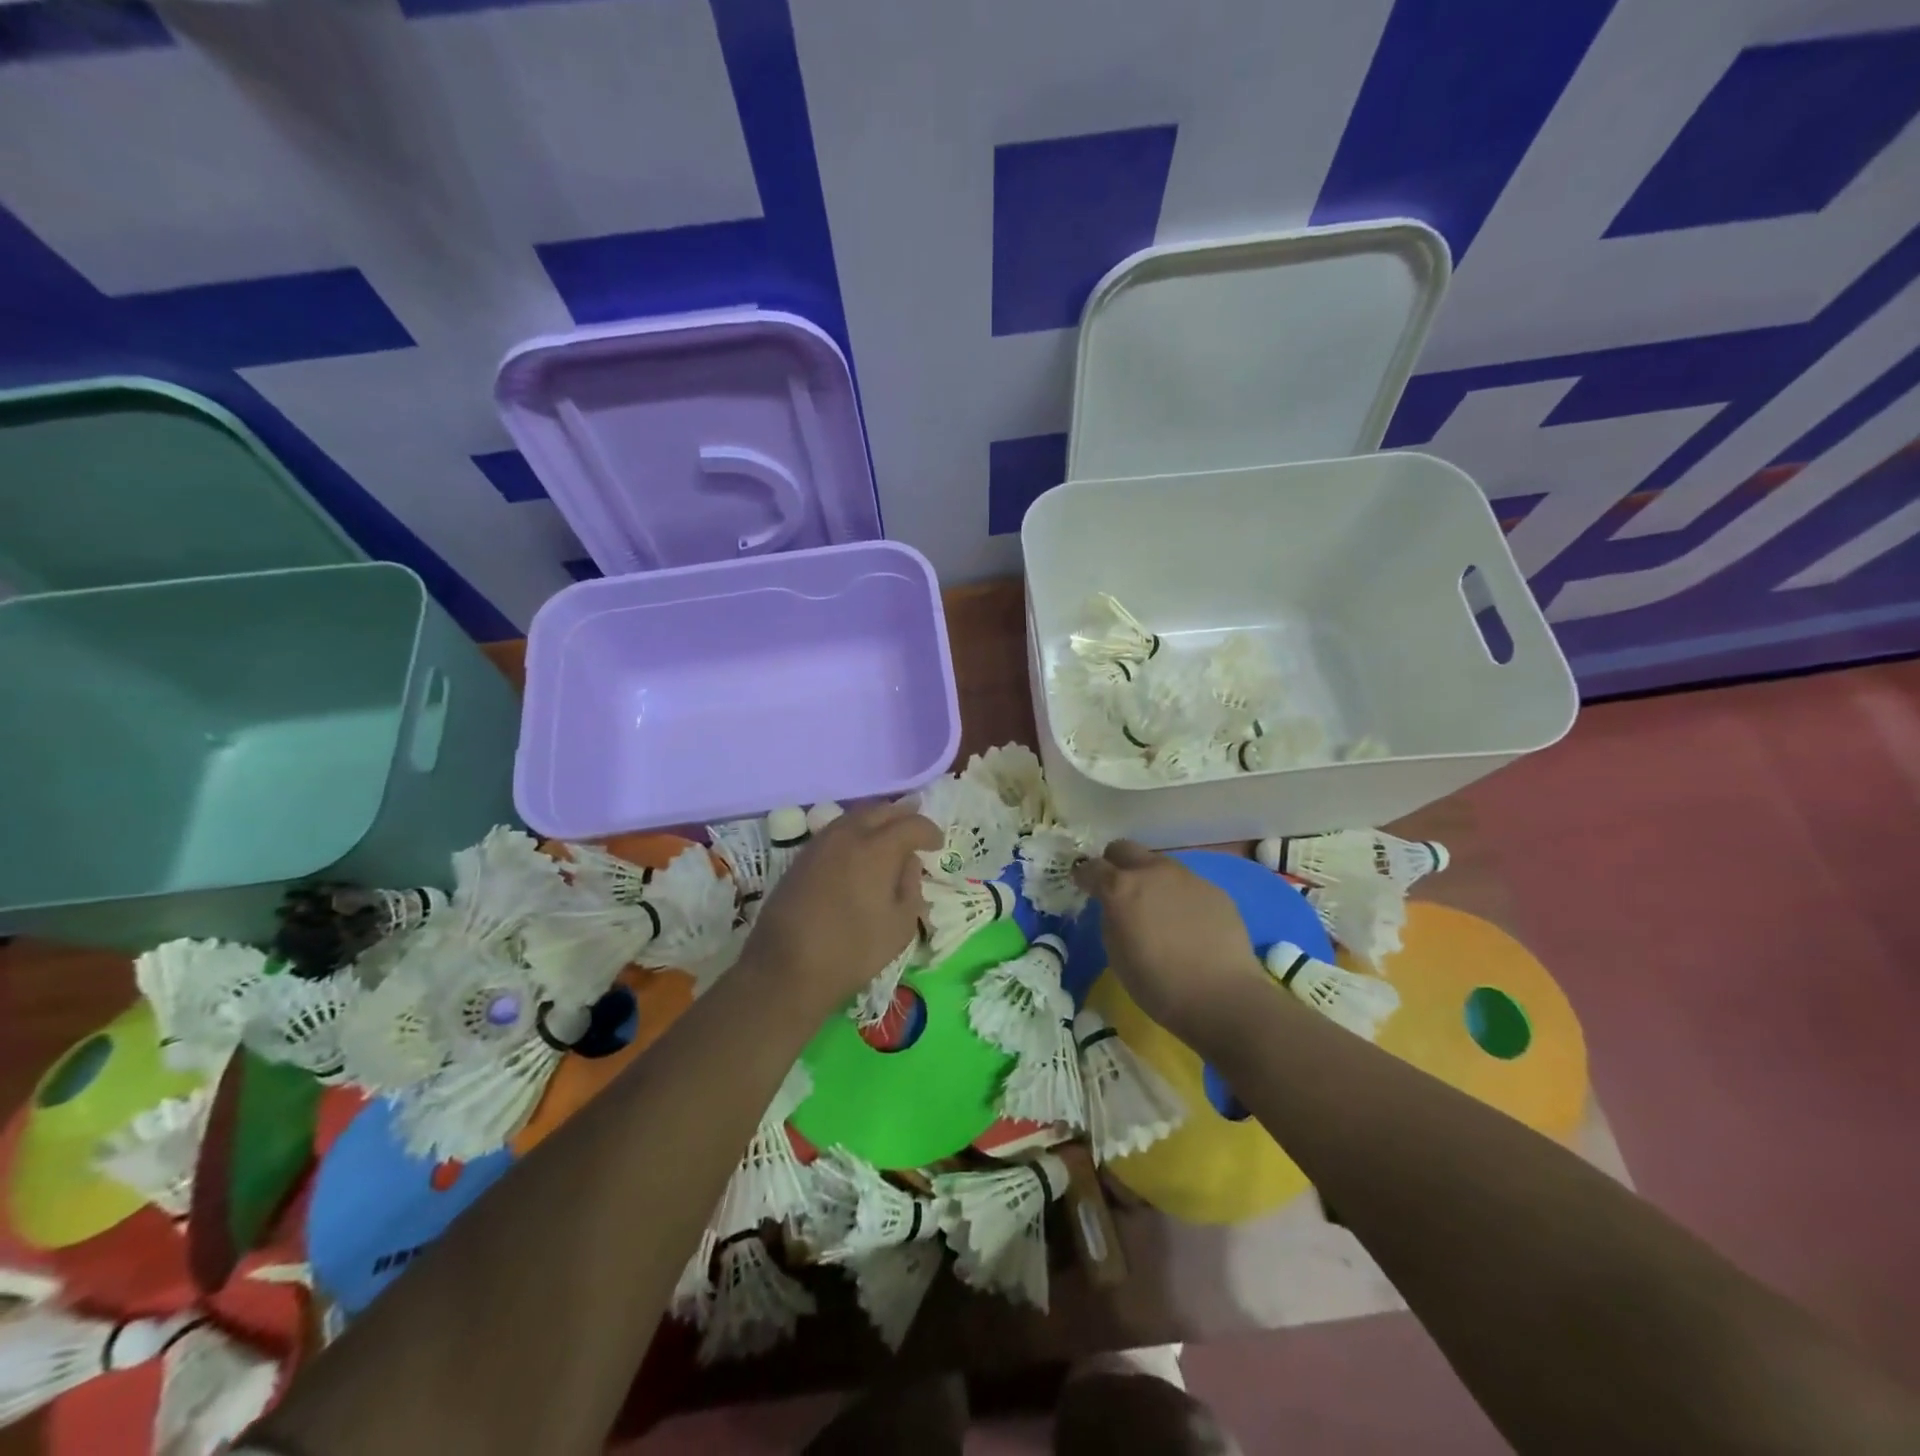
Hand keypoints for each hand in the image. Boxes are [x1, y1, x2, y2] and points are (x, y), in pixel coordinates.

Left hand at [740, 802, 939, 1009]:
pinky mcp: (801, 857)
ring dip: (877, 820)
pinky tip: (859, 850)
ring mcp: (820, 843)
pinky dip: (854, 832)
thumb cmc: (852, 951)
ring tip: (889, 836)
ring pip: (855, 816)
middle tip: (916, 830)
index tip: (937, 845)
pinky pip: (836, 831)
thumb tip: (909, 862)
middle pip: (881, 811)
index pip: (911, 824)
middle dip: (903, 816)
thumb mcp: (900, 926)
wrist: (785, 968)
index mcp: (877, 848)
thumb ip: (911, 886)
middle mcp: (848, 835)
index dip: (929, 831)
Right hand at [1073, 841, 1270, 1045]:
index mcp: (1121, 888)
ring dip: (1150, 878)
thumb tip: (1115, 908)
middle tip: (1117, 889)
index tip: (1082, 886)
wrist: (1222, 998)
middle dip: (1115, 863)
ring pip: (1159, 864)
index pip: (1091, 867)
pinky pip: (1188, 884)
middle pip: (1124, 848)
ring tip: (1156, 909)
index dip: (1083, 876)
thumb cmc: (1157, 984)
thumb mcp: (1116, 953)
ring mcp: (1187, 878)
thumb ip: (1111, 918)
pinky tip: (1187, 924)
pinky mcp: (1215, 890)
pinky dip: (1179, 896)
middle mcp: (1153, 872)